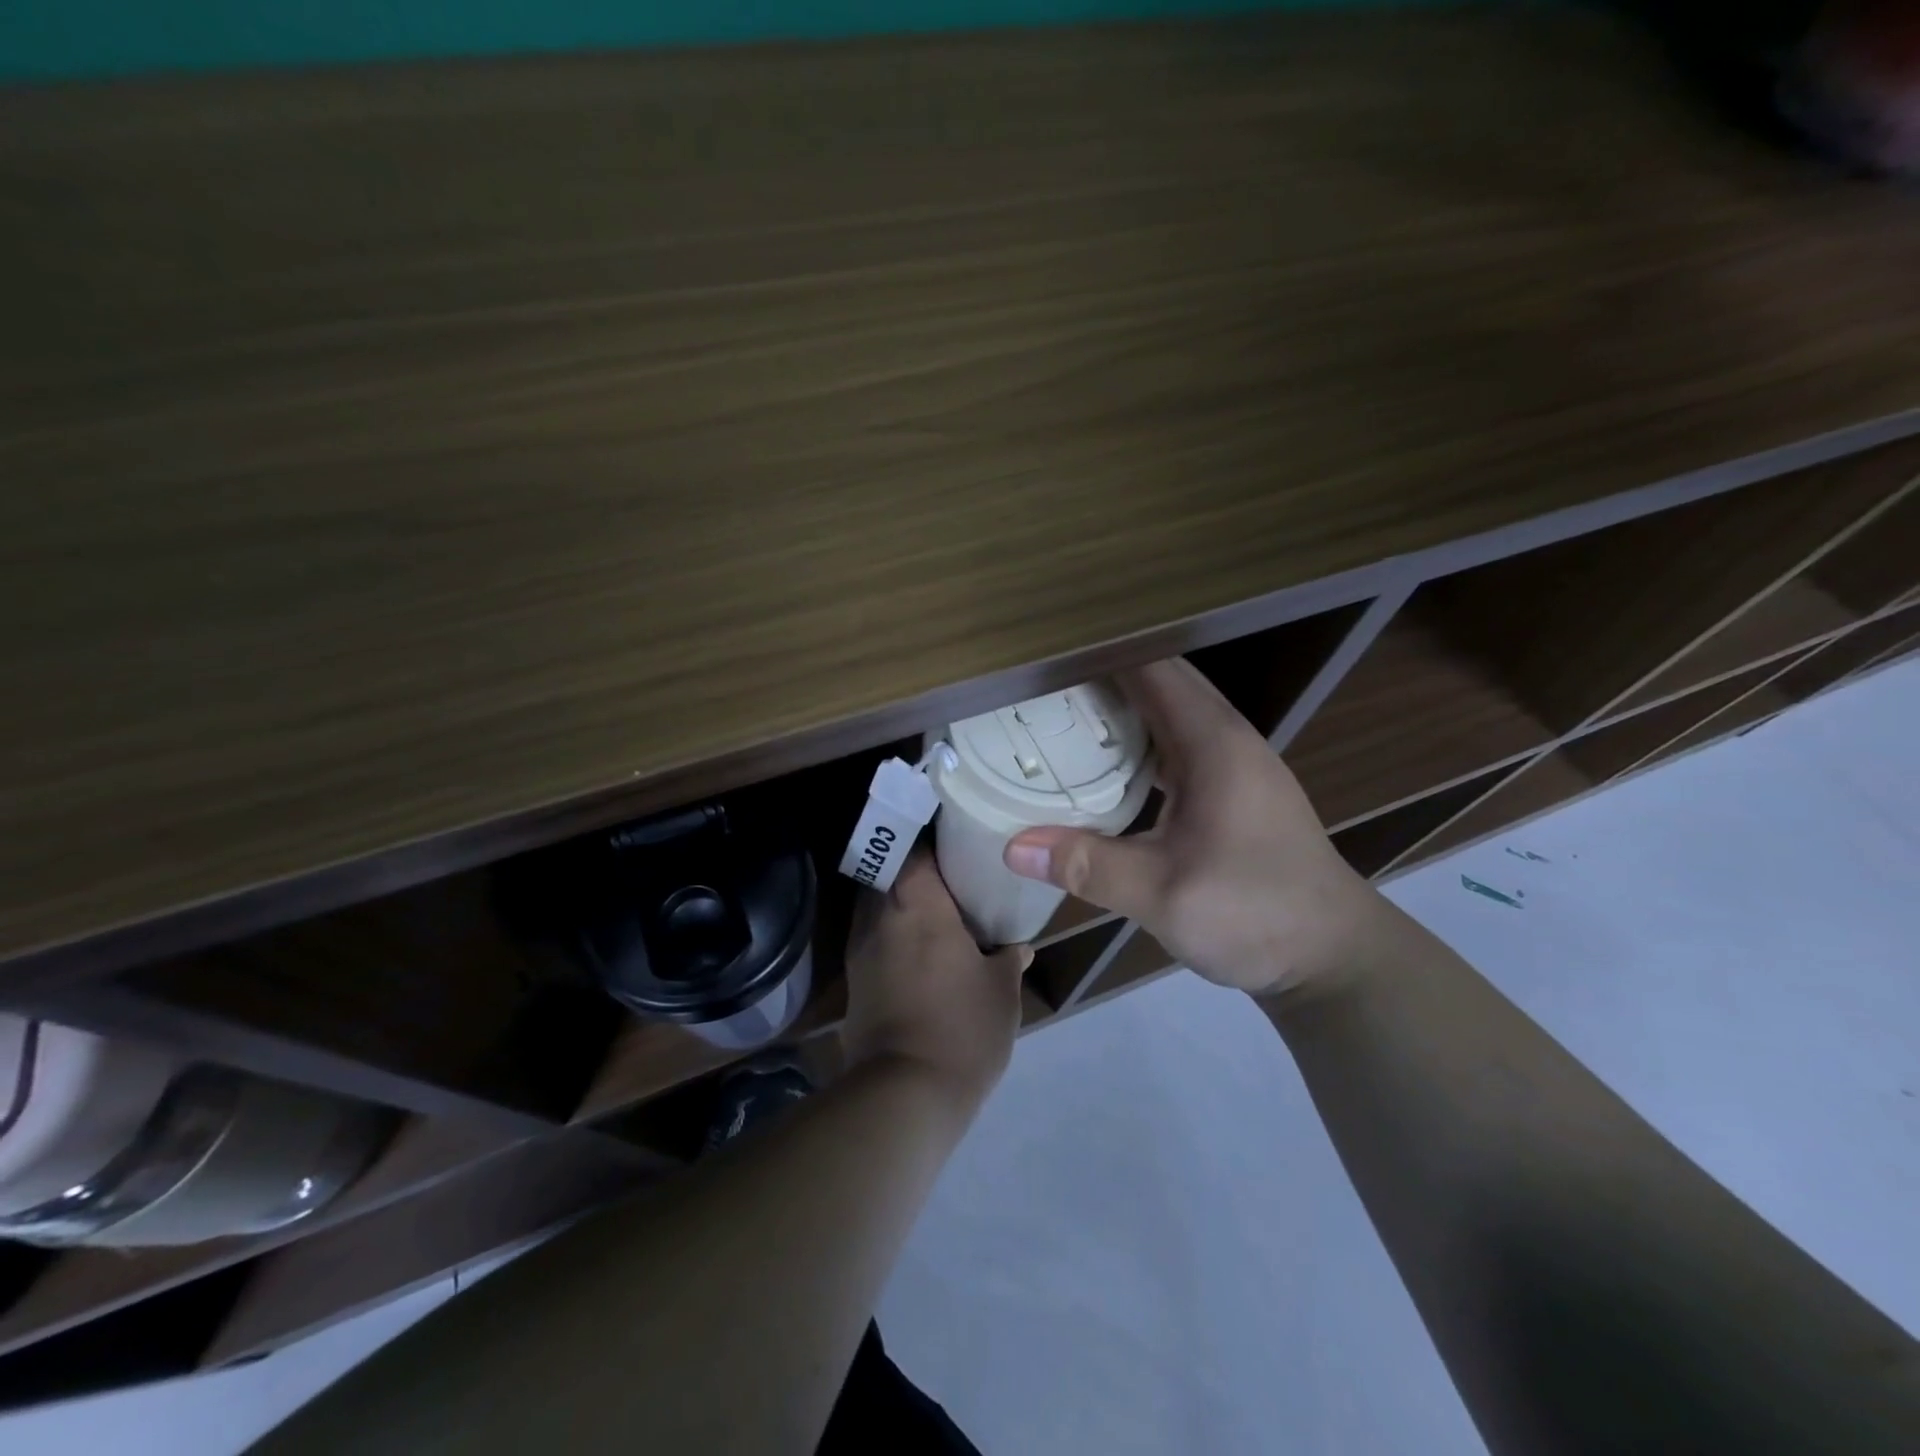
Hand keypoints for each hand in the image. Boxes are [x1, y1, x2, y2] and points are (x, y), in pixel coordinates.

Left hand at [841, 853, 1032, 1107]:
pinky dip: (893, 936)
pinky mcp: (853, 981)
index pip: (917, 848)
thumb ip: (1009, 959)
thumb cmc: (963, 1027)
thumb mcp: (1002, 991)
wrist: (904, 1093)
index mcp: (917, 902)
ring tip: (936, 912)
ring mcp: (860, 948)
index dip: (935, 841)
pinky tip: (918, 952)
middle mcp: (880, 914)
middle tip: (951, 877)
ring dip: (902, 904)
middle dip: (918, 871)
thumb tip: (1018, 947)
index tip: (957, 842)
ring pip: (879, 906)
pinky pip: (873, 939)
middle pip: (892, 872)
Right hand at [1002, 659, 1379, 995]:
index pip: (1150, 667)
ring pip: (1167, 712)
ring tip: (1056, 714)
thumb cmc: (1254, 913)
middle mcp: (1225, 738)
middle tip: (1035, 686)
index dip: (1096, 655)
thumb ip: (1087, 866)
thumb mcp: (1162, 894)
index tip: (1041, 658)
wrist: (1332, 956)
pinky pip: (1175, 744)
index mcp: (1212, 742)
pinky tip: (1102, 766)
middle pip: (1158, 681)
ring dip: (1119, 707)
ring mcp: (1233, 763)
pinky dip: (1136, 741)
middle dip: (1099, 676)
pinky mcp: (1232, 789)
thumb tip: (1012, 846)